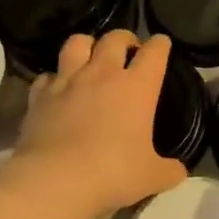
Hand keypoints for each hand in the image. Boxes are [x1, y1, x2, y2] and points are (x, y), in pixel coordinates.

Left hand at [0, 29, 188, 218]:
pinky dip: (54, 78)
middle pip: (115, 38)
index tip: (162, 46)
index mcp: (138, 86)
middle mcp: (103, 74)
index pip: (155, 51)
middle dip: (125, 39)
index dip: (160, 45)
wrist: (54, 181)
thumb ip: (169, 170)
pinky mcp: (40, 96)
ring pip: (77, 43)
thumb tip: (178, 170)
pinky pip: (47, 75)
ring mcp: (68, 81)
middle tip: (128, 51)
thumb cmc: (112, 173)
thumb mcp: (152, 177)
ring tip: (90, 57)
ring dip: (87, 45)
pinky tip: (57, 89)